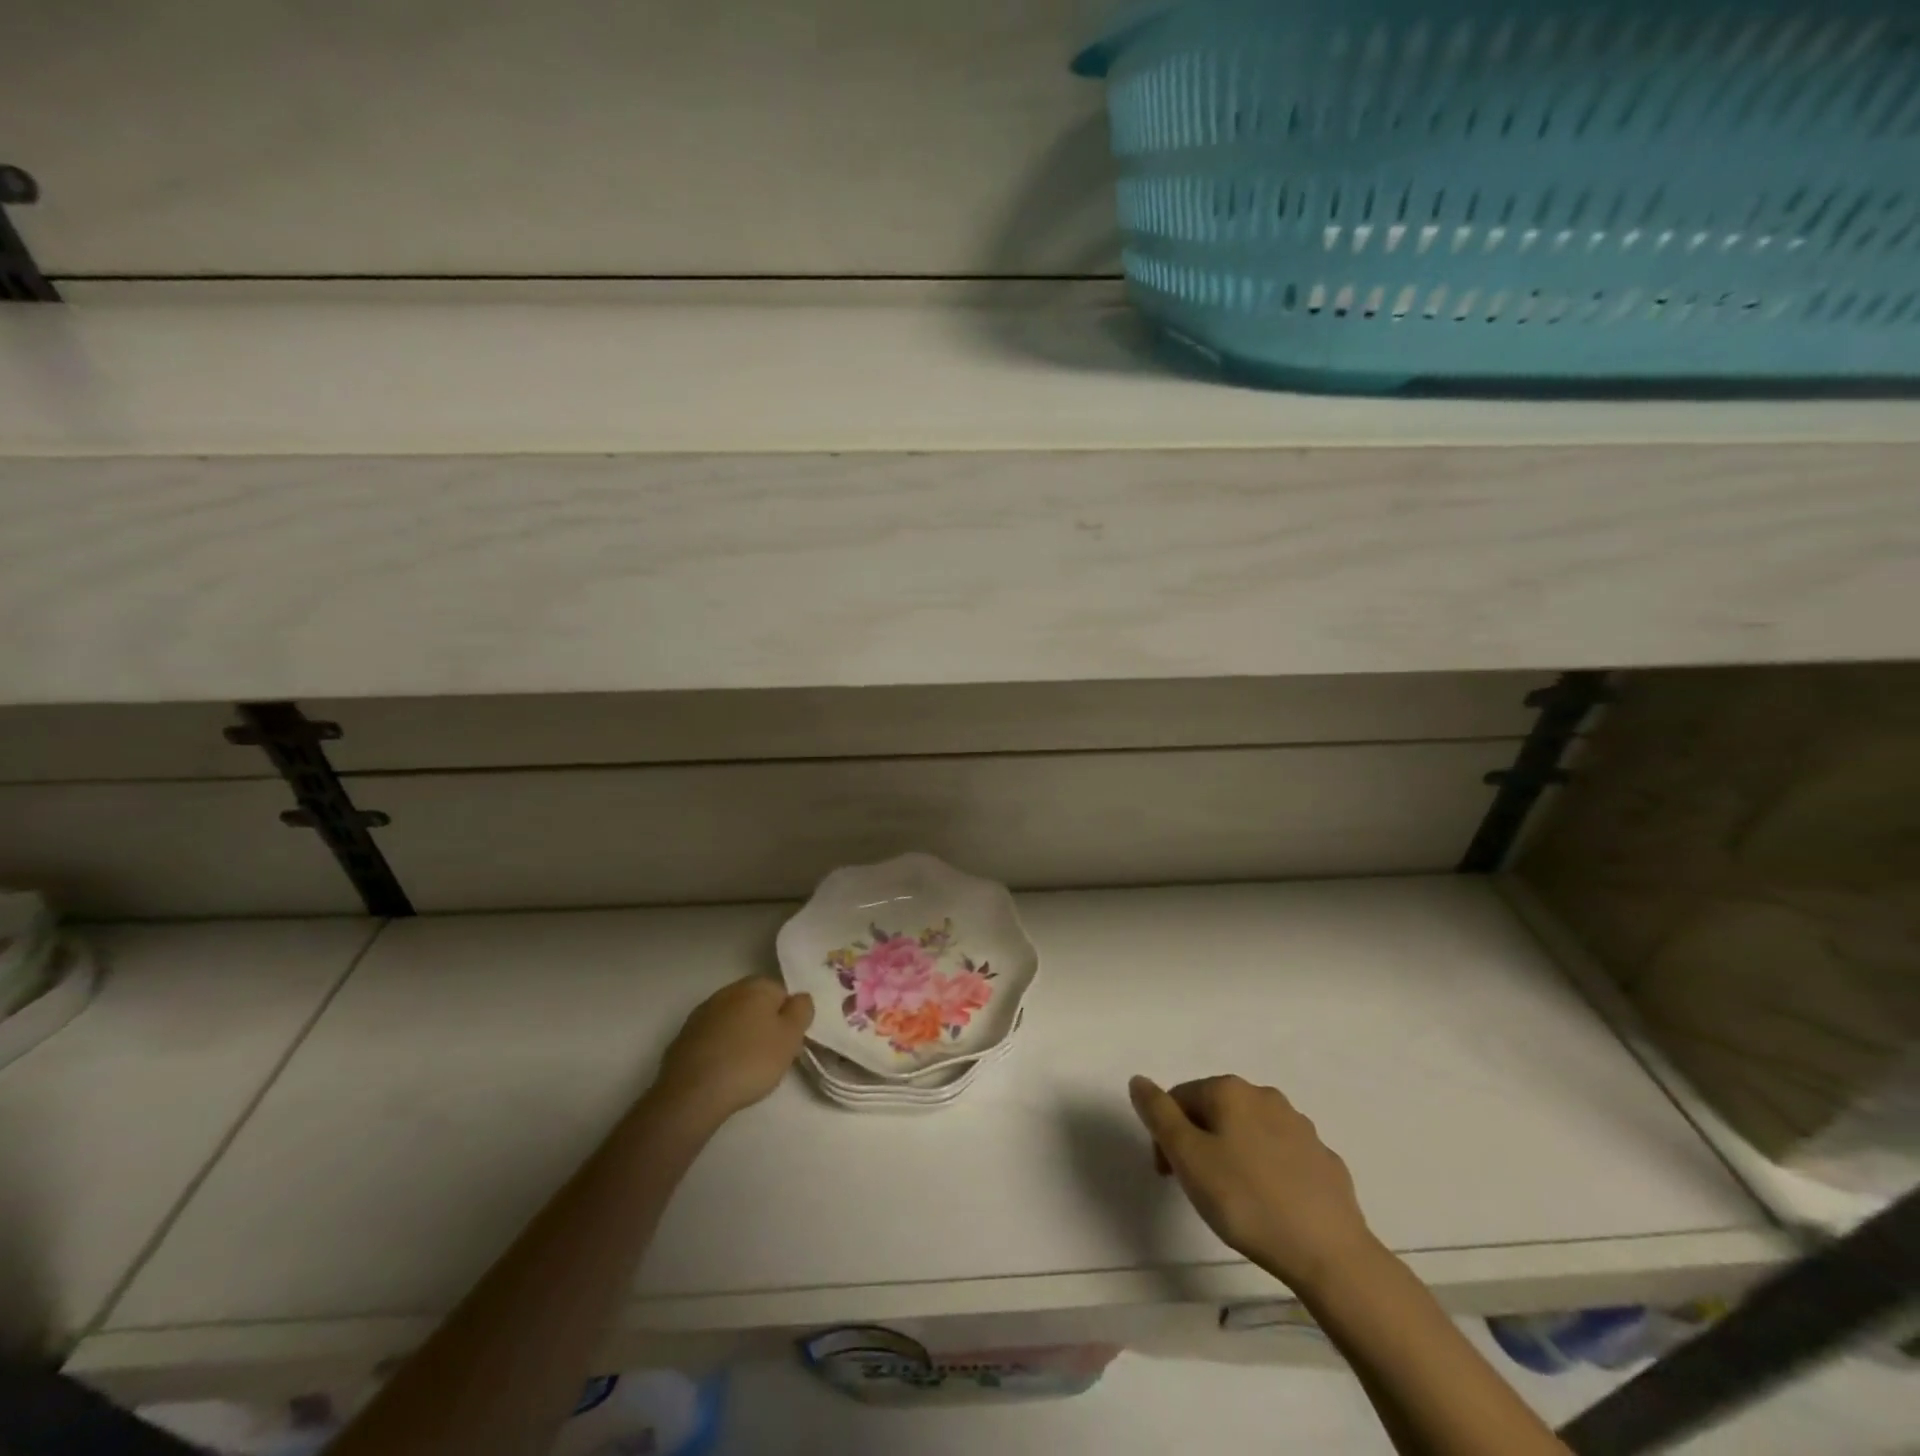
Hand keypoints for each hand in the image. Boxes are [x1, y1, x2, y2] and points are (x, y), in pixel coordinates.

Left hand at [653, 977, 813, 1125]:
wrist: (693, 1092)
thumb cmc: (751, 1061)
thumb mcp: (791, 1037)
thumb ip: (802, 1011)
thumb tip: (800, 998)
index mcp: (756, 986)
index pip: (782, 993)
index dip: (788, 1018)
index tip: (787, 1043)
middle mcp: (729, 990)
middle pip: (756, 1004)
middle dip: (764, 1024)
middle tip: (770, 1055)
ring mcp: (703, 1012)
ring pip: (733, 1019)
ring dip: (741, 1035)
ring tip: (745, 1067)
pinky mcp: (685, 1035)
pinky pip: (713, 1036)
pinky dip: (720, 1048)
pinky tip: (722, 1070)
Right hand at [1129, 1074, 1379, 1294]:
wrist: (1330, 1254)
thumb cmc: (1246, 1201)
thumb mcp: (1188, 1157)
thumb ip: (1158, 1114)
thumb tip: (1139, 1080)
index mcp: (1229, 1090)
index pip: (1180, 1098)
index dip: (1166, 1135)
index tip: (1168, 1175)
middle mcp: (1265, 1096)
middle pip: (1215, 1111)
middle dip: (1199, 1142)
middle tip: (1197, 1188)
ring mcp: (1300, 1126)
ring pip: (1250, 1132)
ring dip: (1233, 1154)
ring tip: (1234, 1200)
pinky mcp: (1324, 1159)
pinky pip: (1282, 1156)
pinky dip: (1267, 1171)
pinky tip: (1271, 1204)